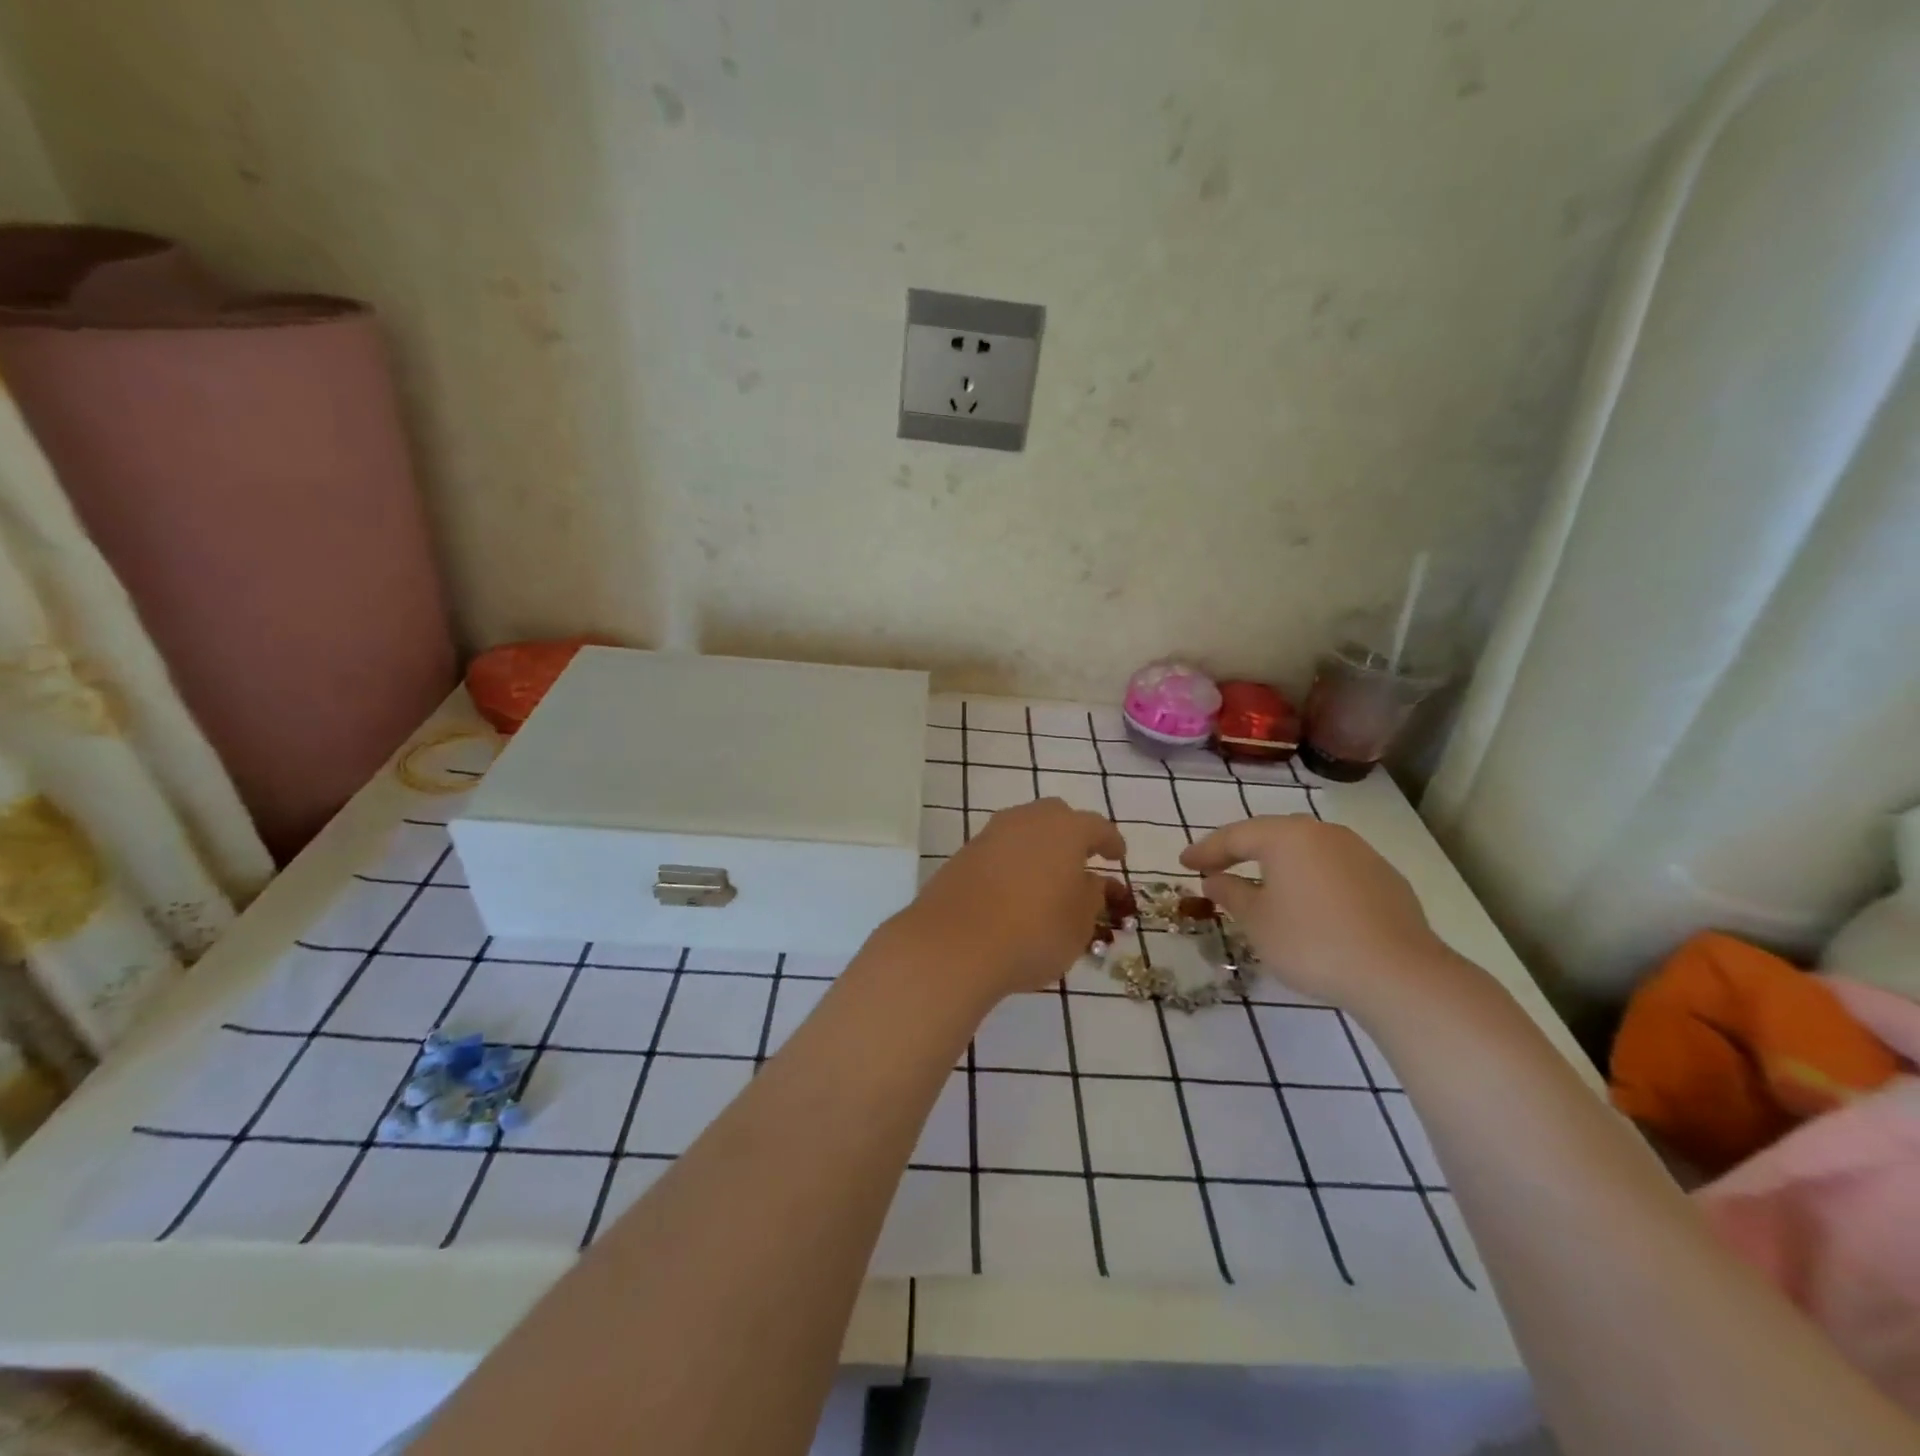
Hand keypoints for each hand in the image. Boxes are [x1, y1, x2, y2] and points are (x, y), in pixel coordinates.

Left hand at [895, 798, 1124, 1005]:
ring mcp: (990, 834)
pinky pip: (998, 849)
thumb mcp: (1079, 924)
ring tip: (1047, 877)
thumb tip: (1090, 881)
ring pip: (1023, 829)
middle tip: (1081, 860)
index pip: (1096, 827)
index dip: (1110, 841)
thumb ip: (1091, 897)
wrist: (954, 944)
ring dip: (1038, 847)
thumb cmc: (1033, 932)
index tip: (1118, 856)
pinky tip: (1014, 889)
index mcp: (1064, 830)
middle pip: (1055, 816)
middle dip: (1071, 834)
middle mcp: (1026, 821)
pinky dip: (1012, 862)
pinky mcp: (963, 855)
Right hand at [1180, 816, 1461, 1015]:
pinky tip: (1308, 902)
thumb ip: (1231, 894)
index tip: (1184, 863)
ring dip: (1279, 864)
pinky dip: (1311, 879)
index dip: (1206, 850)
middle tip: (1218, 866)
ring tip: (1261, 884)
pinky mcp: (1385, 878)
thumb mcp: (1257, 922)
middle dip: (1242, 850)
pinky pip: (1334, 869)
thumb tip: (1215, 879)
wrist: (1399, 975)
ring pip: (1306, 850)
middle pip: (1272, 835)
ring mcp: (1359, 852)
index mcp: (1287, 836)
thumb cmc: (1312, 943)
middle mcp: (1323, 833)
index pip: (1235, 836)